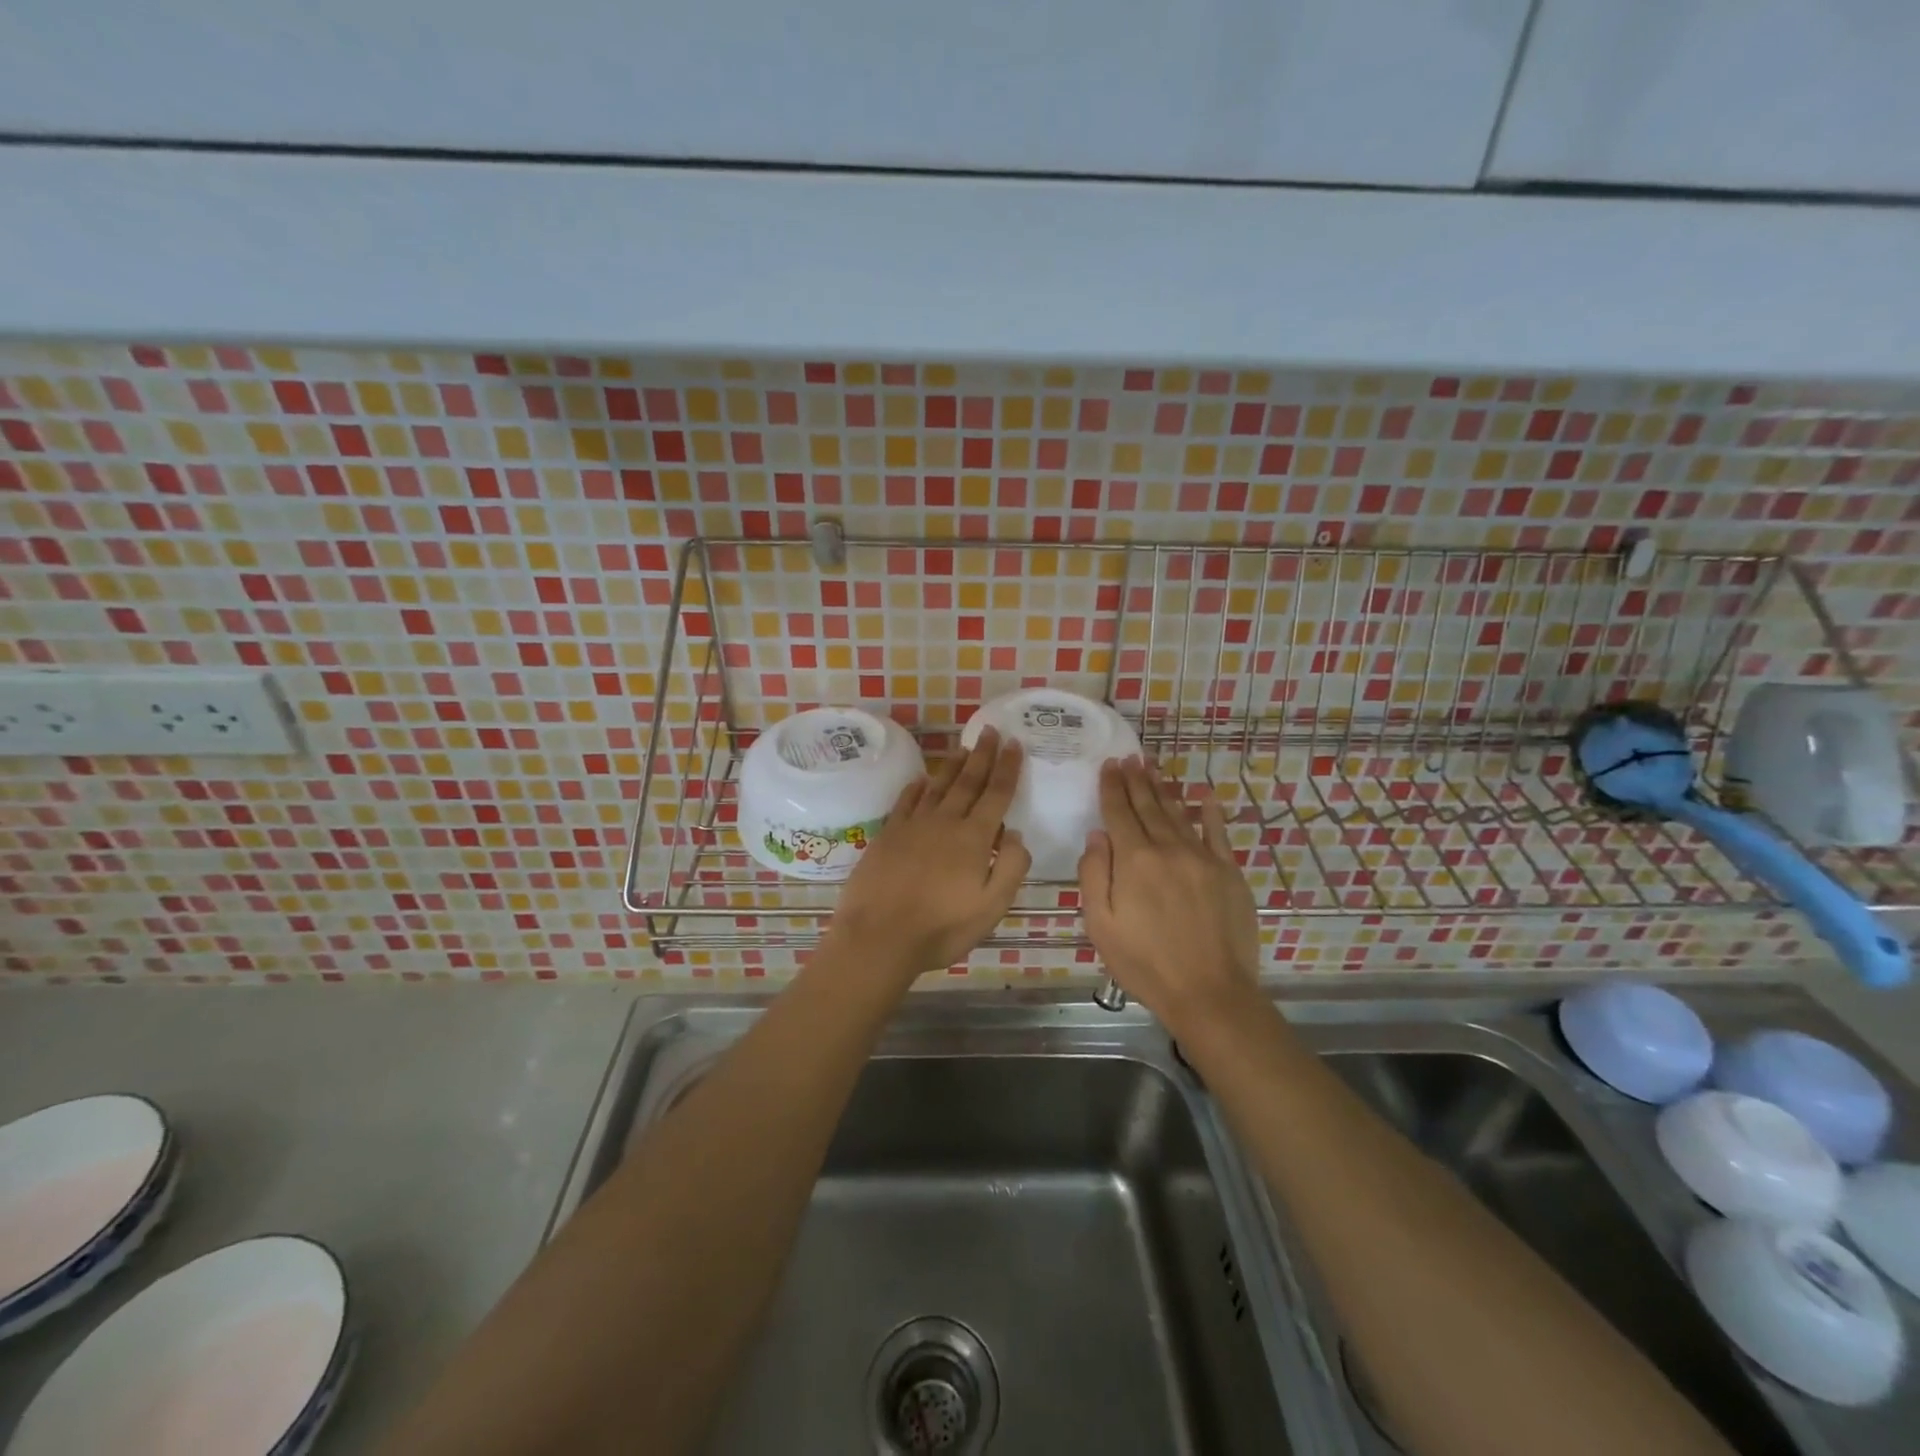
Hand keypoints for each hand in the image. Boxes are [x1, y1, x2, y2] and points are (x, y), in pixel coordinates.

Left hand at [825, 727, 1030, 984]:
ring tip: (964, 747)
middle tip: (990, 730)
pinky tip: (922, 779)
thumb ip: (1011, 867)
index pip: (996, 794)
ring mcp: (913, 826)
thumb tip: (1014, 833)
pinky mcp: (888, 834)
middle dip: (982, 755)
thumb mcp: (991, 907)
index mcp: (973, 838)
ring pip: (938, 786)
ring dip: (953, 765)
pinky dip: (917, 787)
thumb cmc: (941, 928)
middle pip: (967, 781)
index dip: (1007, 768)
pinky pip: (906, 801)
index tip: (1014, 744)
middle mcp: (944, 822)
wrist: (878, 936)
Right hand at [1078, 759, 1260, 1033]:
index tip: (1109, 766)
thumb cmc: (1145, 964)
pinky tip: (1205, 795)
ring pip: (1178, 814)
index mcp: (1134, 860)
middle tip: (1129, 758)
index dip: (1112, 788)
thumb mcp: (1101, 925)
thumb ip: (1094, 875)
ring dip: (1164, 789)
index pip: (1119, 813)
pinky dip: (1210, 811)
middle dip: (1136, 780)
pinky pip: (1218, 832)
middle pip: (1149, 806)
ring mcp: (1202, 858)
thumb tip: (1097, 835)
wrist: (1210, 992)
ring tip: (1153, 768)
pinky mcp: (1229, 872)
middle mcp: (1168, 849)